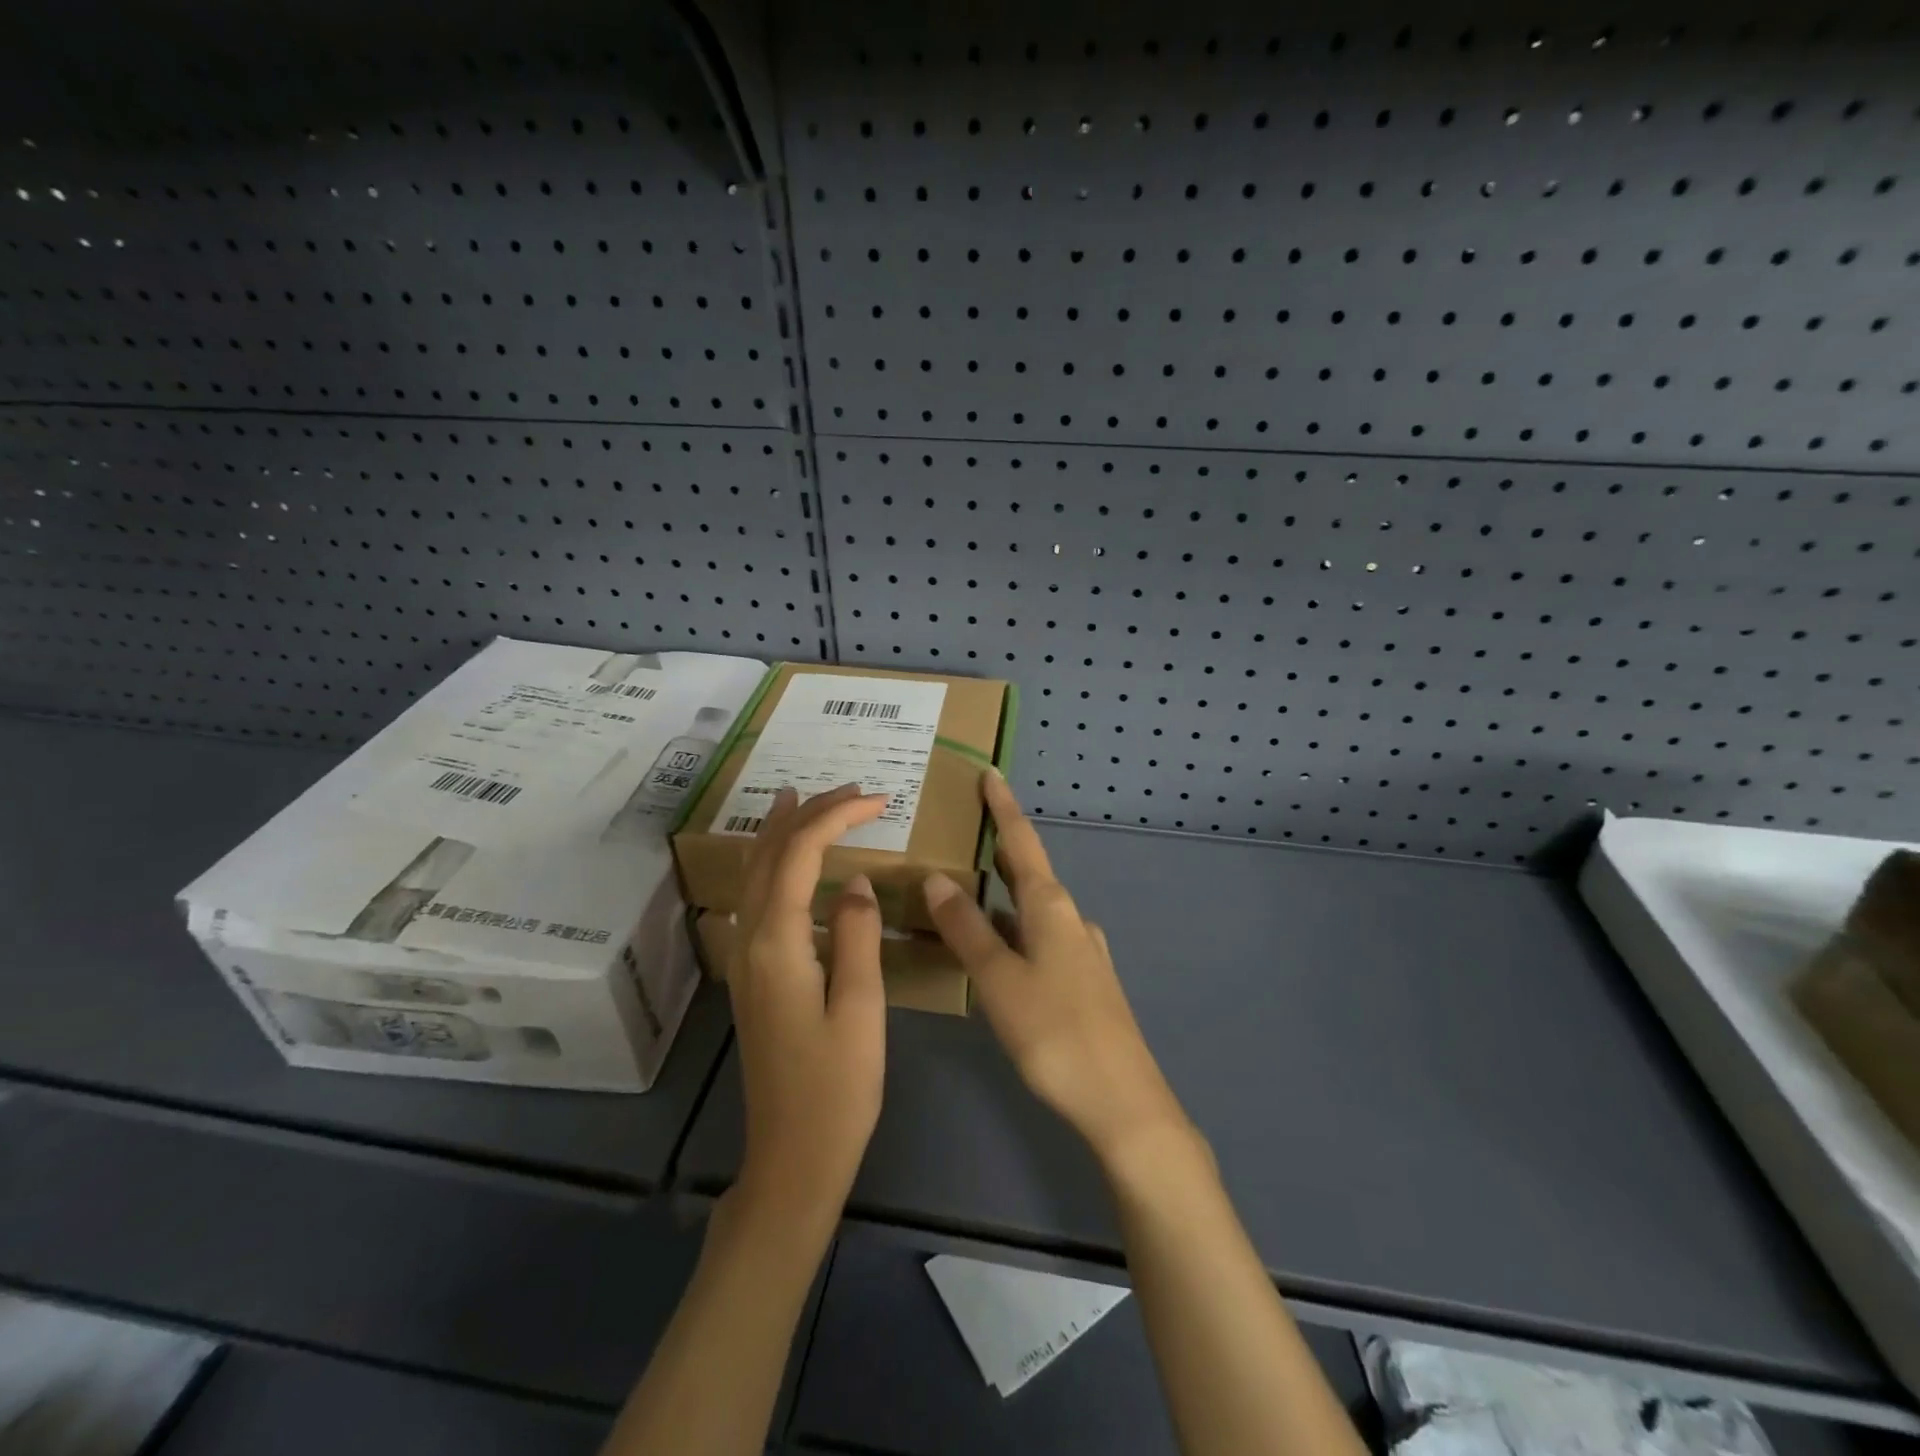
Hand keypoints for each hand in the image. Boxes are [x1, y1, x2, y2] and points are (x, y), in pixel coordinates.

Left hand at [728, 783, 891, 1233]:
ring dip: (782, 832)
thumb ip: (858, 937)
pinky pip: (759, 898)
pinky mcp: (754, 975)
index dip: (835, 817)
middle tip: (848, 789)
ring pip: (756, 874)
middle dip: (806, 814)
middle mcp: (752, 941)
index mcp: (779, 944)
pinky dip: (775, 864)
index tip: (876, 800)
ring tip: (804, 799)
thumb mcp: (861, 1010)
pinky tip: (791, 863)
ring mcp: (746, 958)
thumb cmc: (837, 1088)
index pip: (800, 854)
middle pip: (770, 855)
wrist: (792, 1158)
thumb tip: (856, 883)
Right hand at [922, 772, 1191, 1169]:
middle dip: (1000, 847)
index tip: (991, 773)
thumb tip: (937, 878)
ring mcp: (1081, 951)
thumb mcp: (999, 979)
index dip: (1004, 807)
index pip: (1021, 842)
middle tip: (965, 829)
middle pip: (1029, 871)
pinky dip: (1012, 928)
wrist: (1123, 1102)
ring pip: (1033, 908)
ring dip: (1002, 892)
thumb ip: (967, 929)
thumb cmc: (1055, 1033)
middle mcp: (1070, 919)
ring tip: (967, 886)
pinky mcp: (1083, 981)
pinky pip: (1039, 938)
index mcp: (1050, 907)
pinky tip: (996, 949)